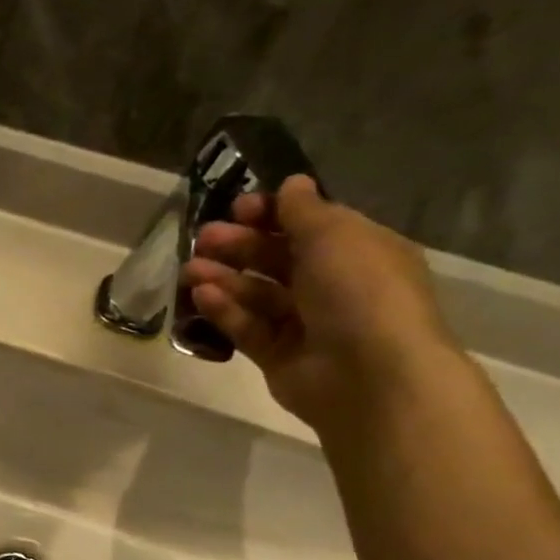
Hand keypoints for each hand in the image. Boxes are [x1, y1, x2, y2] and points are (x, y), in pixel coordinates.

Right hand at [182, 175, 464, 431]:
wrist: (370, 375)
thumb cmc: (360, 292)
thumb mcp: (335, 236)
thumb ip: (304, 210)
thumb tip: (291, 184)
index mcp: (357, 251)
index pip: (308, 225)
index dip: (272, 214)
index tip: (237, 208)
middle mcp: (332, 285)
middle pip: (277, 258)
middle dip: (239, 245)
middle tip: (203, 238)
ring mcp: (304, 322)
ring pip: (256, 293)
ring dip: (223, 277)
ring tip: (190, 270)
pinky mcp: (277, 354)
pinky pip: (246, 326)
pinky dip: (225, 310)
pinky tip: (202, 296)